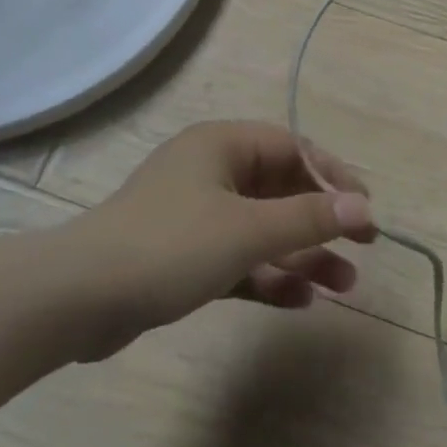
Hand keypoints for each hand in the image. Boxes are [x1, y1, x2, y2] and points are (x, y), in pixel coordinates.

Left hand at [61, 121, 377, 359]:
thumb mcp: (247, 230)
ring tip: (344, 287)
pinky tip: (299, 301)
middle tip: (362, 251)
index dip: (334, 177)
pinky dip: (267, 275)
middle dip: (321, 222)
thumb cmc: (171, 245)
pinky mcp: (182, 255)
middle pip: (280, 189)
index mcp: (223, 145)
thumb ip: (308, 217)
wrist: (80, 298)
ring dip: (301, 255)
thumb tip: (363, 206)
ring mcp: (195, 214)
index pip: (293, 148)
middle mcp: (211, 170)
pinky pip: (237, 258)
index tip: (366, 212)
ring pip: (261, 228)